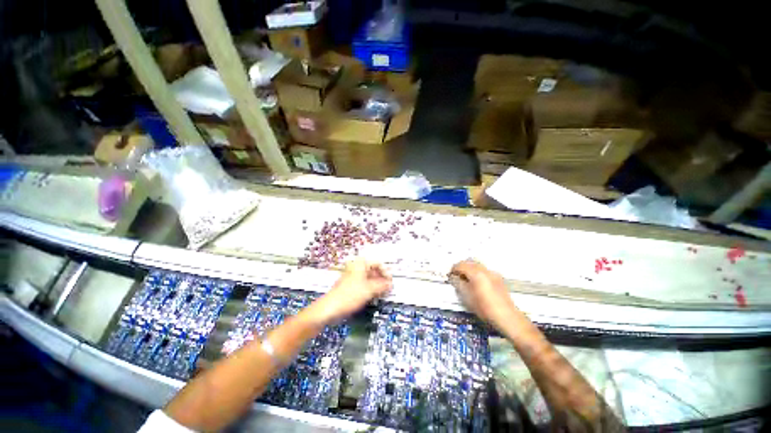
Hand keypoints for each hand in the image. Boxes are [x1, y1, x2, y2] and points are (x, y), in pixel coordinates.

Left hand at [308, 258, 392, 324]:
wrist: (330, 308)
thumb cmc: (349, 295)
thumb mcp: (369, 290)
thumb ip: (382, 285)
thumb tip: (390, 284)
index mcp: (360, 264)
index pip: (377, 263)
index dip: (385, 272)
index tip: (390, 281)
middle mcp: (356, 268)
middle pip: (373, 270)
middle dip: (381, 279)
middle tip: (388, 288)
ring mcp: (353, 277)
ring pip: (369, 278)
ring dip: (376, 285)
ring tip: (382, 293)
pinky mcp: (350, 286)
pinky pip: (363, 284)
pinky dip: (370, 289)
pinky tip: (374, 296)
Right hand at [449, 260, 518, 331]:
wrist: (506, 316)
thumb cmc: (484, 307)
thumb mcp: (466, 296)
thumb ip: (458, 283)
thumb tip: (453, 277)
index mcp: (476, 272)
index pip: (460, 265)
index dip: (453, 269)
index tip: (450, 275)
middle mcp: (485, 270)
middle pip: (469, 262)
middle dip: (461, 267)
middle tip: (456, 275)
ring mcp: (493, 273)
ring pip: (477, 265)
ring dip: (469, 269)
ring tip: (466, 279)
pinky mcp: (498, 279)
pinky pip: (484, 271)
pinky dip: (477, 273)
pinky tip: (477, 283)